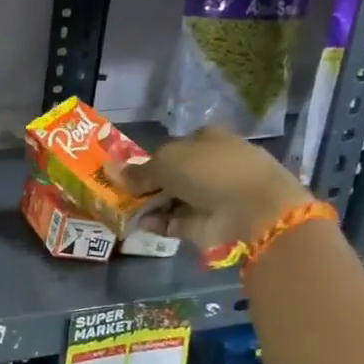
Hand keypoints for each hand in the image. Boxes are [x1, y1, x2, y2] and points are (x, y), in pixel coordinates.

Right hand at [113, 128, 311, 253]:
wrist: (252, 211)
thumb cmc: (210, 171)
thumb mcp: (167, 162)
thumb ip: (138, 170)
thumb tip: (111, 170)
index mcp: (207, 139)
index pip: (173, 147)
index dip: (149, 159)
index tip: (125, 172)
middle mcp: (210, 165)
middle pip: (171, 175)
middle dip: (145, 184)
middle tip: (117, 192)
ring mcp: (210, 196)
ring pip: (170, 199)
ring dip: (148, 205)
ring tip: (121, 209)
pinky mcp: (206, 223)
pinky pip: (174, 221)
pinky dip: (157, 223)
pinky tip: (139, 224)